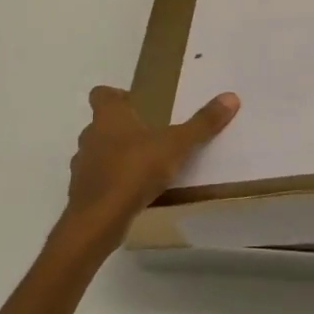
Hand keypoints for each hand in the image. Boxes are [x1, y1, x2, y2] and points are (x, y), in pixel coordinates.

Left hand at [62, 86, 239, 234]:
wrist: (99, 218)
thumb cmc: (134, 170)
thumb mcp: (176, 145)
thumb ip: (202, 124)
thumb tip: (231, 97)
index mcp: (109, 117)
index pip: (101, 94)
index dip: (115, 96)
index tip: (134, 103)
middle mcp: (90, 136)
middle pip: (101, 124)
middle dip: (122, 128)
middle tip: (150, 135)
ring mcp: (82, 166)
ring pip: (98, 153)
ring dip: (116, 156)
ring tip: (144, 166)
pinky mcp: (83, 192)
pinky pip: (99, 180)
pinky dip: (112, 182)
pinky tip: (132, 192)